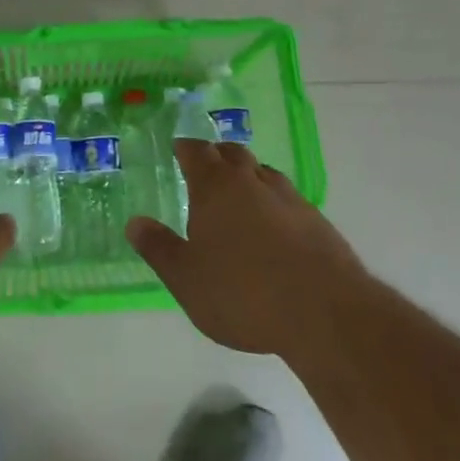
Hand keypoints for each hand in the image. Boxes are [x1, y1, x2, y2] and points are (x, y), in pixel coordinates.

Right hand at [128, 139, 365, 359]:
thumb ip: (159, 248)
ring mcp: (288, 197)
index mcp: (215, 187)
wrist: (325, 312)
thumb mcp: (186, 279)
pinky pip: (287, 198)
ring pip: (262, 172)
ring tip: (238, 194)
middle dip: (216, 155)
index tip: (177, 149)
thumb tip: (134, 223)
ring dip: (247, 176)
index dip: (184, 148)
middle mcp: (251, 181)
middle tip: (205, 167)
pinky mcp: (316, 220)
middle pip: (232, 153)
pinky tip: (273, 227)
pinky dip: (273, 203)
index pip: (196, 151)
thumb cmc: (243, 293)